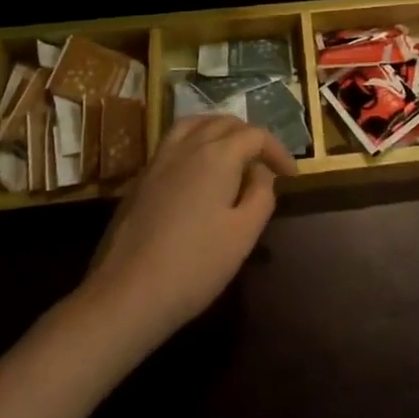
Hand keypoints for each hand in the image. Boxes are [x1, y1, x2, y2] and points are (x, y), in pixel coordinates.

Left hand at [80, 115, 296, 348]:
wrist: (126, 294)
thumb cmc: (194, 265)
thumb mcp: (244, 234)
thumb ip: (261, 195)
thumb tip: (259, 173)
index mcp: (218, 154)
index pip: (256, 136)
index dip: (278, 151)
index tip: (292, 175)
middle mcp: (188, 146)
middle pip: (225, 123)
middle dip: (250, 137)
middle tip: (264, 163)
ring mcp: (159, 160)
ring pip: (194, 125)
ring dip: (218, 131)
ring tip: (231, 152)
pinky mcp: (140, 179)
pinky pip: (173, 143)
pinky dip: (194, 143)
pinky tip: (197, 172)